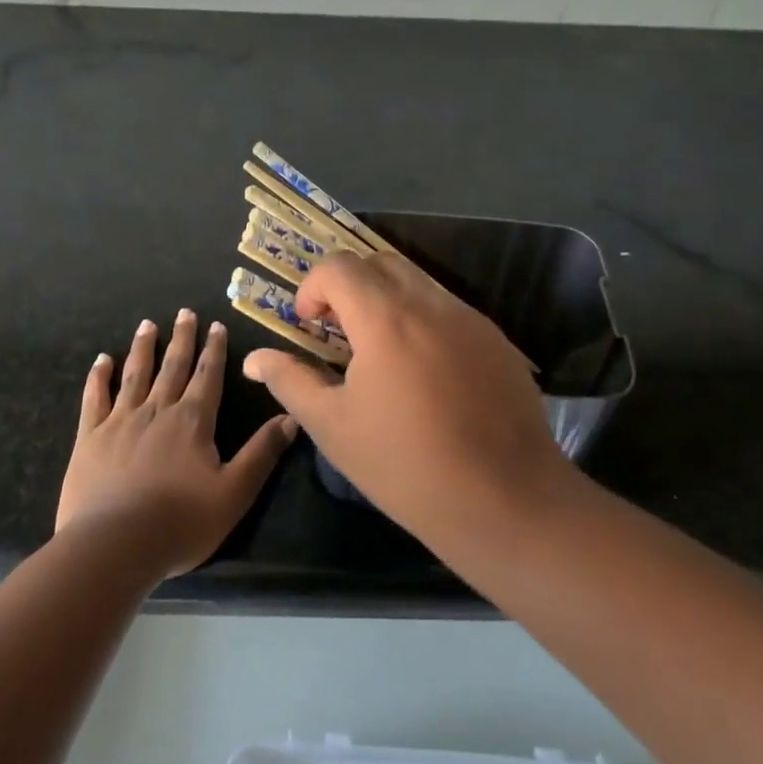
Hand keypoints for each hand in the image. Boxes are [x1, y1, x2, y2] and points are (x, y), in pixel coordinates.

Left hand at [57, 309, 297, 577]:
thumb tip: (291, 417)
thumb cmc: (180, 522)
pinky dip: (99, 377)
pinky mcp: (90, 438)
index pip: (208, 376)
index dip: (214, 350)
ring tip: (147, 325)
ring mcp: (120, 421)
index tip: (215, 325)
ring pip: (135, 374)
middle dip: (181, 338)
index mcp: (193, 421)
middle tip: (184, 312)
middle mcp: (158, 410)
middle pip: (173, 366)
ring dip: (143, 348)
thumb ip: (262, 453)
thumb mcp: (234, 492)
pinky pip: (94, 398)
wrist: (113, 545)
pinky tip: (102, 360)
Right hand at [241, 254, 575, 547]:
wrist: (507, 500)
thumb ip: (291, 381)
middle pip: (379, 263)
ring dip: (386, 300)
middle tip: (338, 334)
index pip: (339, 265)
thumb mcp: (334, 427)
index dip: (313, 287)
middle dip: (349, 286)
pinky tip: (423, 372)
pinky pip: (448, 308)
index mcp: (386, 318)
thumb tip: (255, 359)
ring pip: (417, 282)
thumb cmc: (407, 467)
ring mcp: (469, 317)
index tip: (309, 327)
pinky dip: (421, 319)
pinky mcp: (496, 338)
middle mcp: (430, 303)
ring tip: (379, 353)